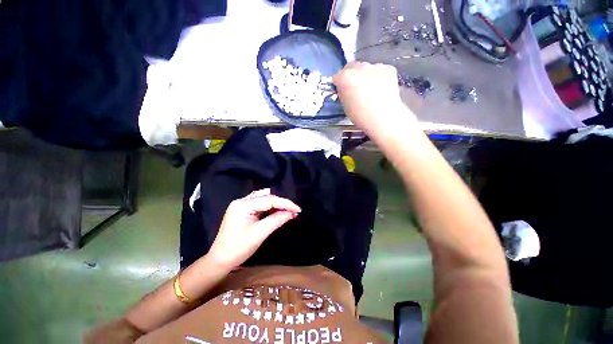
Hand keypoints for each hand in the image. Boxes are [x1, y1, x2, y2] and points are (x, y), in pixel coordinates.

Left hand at [207, 189, 300, 268]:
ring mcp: (240, 204)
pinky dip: (268, 206)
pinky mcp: (241, 210)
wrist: (219, 261)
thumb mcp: (260, 233)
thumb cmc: (238, 248)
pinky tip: (276, 211)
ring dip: (275, 203)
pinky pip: (258, 203)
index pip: (269, 200)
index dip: (285, 204)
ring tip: (286, 210)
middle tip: (293, 210)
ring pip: (263, 198)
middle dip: (281, 202)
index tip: (298, 209)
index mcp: (243, 205)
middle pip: (266, 196)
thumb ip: (277, 220)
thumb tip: (292, 213)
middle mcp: (241, 200)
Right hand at [334, 62, 415, 136]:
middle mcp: (359, 67)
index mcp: (345, 77)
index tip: (343, 92)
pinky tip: (381, 89)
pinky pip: (380, 70)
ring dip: (365, 75)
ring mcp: (375, 66)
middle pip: (351, 67)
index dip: (339, 85)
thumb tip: (345, 89)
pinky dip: (379, 77)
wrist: (384, 118)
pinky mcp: (389, 68)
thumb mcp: (345, 106)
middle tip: (356, 88)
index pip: (337, 77)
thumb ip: (344, 93)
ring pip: (366, 68)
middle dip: (351, 75)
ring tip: (371, 90)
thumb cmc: (361, 116)